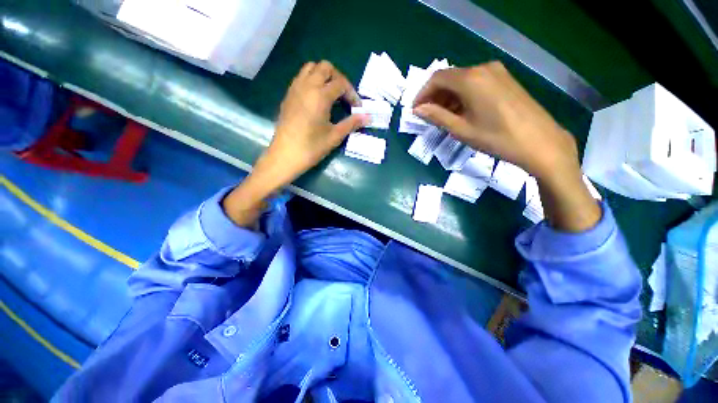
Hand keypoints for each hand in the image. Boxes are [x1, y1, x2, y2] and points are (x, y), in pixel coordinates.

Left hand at [223, 61, 367, 226]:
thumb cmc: (311, 147)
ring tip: (331, 95)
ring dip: (324, 76)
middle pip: (325, 67)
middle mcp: (306, 85)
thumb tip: (368, 117)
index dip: (352, 94)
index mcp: (320, 95)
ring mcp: (295, 88)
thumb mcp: (335, 136)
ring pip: (311, 68)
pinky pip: (301, 77)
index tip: (357, 108)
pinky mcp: (288, 95)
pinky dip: (312, 80)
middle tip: (344, 97)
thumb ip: (352, 123)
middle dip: (339, 78)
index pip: (341, 83)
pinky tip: (316, 99)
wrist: (285, 155)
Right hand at [412, 61, 578, 182]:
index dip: (422, 93)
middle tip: (428, 116)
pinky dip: (463, 95)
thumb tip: (418, 109)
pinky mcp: (505, 79)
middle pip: (450, 78)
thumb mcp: (461, 129)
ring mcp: (497, 72)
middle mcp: (483, 68)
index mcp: (470, 79)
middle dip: (435, 96)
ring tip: (443, 117)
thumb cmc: (496, 138)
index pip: (437, 78)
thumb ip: (437, 116)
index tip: (416, 110)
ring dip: (448, 96)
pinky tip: (461, 111)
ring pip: (462, 80)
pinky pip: (476, 83)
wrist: (539, 141)